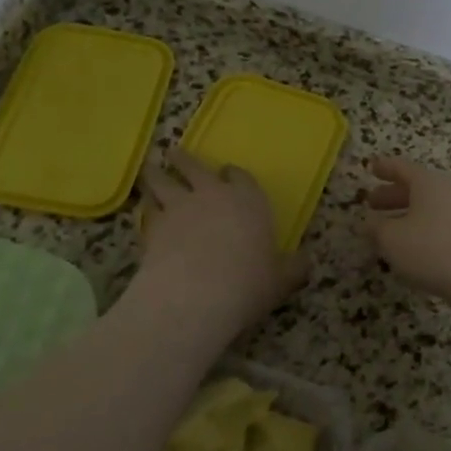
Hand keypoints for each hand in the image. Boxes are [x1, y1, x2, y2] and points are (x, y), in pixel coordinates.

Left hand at [137, 149, 308, 332]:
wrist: (197, 295)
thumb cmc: (248, 283)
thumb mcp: (281, 280)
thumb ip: (293, 268)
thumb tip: (306, 264)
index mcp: (248, 201)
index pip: (240, 177)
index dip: (233, 174)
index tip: (227, 173)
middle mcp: (212, 195)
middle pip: (194, 167)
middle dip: (184, 160)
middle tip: (174, 154)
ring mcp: (178, 207)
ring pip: (161, 181)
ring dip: (155, 174)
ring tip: (150, 170)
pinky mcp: (152, 226)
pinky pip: (146, 210)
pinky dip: (144, 208)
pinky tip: (143, 212)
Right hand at [363, 156, 450, 311]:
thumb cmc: (431, 249)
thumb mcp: (392, 238)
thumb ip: (376, 228)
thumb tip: (368, 222)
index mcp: (428, 183)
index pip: (402, 168)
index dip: (385, 168)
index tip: (371, 168)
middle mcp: (448, 192)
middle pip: (416, 188)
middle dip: (392, 195)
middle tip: (372, 202)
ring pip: (428, 209)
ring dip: (406, 216)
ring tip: (387, 230)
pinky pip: (440, 226)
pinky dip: (421, 231)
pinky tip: (411, 249)